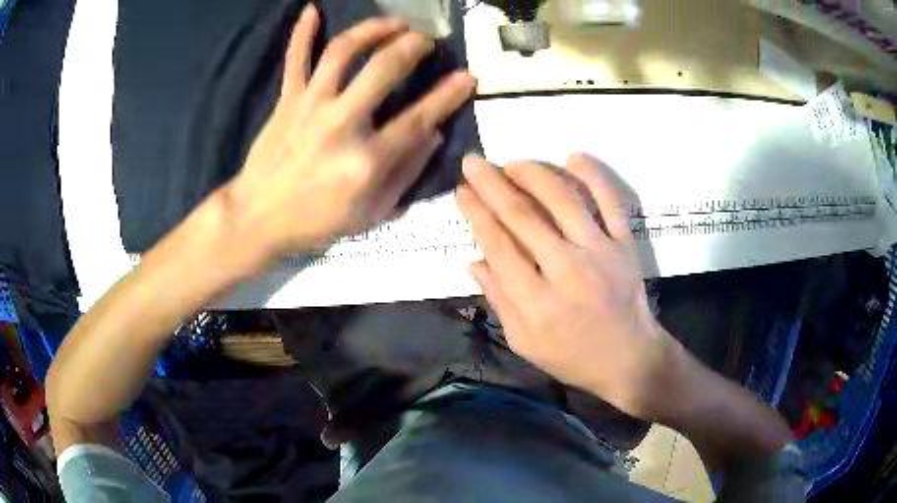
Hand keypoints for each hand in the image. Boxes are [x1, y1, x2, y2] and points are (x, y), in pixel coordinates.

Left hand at [228, 5, 475, 263]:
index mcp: (366, 160)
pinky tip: (312, 10)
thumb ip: (406, 173)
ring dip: (372, 29)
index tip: (468, 75)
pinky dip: (302, 33)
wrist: (258, 218)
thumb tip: (432, 134)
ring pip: (342, 52)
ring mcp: (309, 106)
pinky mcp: (286, 100)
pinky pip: (295, 59)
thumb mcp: (371, 213)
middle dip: (412, 46)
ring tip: (393, 23)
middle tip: (425, 40)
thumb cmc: (316, 221)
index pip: (418, 118)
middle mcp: (340, 123)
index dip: (448, 95)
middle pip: (382, 69)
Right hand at [456, 153, 675, 418]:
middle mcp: (566, 270)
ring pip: (563, 200)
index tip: (462, 191)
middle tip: (473, 162)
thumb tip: (474, 261)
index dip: (476, 214)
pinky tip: (574, 156)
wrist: (630, 359)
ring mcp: (600, 252)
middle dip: (492, 184)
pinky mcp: (625, 245)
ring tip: (512, 163)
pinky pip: (610, 202)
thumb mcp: (525, 342)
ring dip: (533, 174)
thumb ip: (499, 301)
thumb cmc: (573, 356)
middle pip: (523, 216)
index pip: (498, 245)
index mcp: (536, 302)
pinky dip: (594, 176)